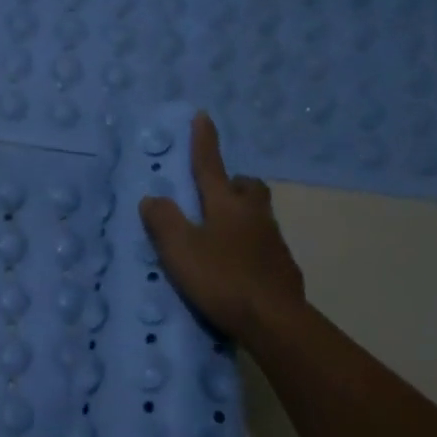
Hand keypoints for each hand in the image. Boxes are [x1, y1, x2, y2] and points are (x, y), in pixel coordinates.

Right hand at [139, 111, 307, 344]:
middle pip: (248, 187)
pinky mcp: (283, 267)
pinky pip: (264, 244)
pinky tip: (237, 265)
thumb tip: (152, 198)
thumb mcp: (180, 250)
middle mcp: (254, 215)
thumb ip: (164, 222)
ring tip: (220, 233)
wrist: (273, 320)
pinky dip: (249, 245)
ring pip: (258, 215)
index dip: (204, 142)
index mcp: (226, 205)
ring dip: (242, 214)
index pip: (210, 166)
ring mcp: (273, 241)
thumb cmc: (222, 279)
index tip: (202, 116)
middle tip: (216, 192)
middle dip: (233, 182)